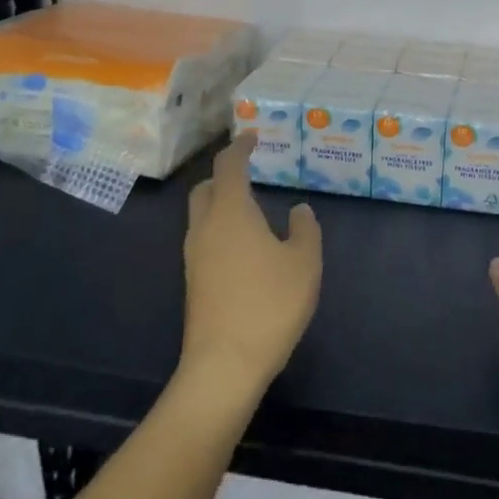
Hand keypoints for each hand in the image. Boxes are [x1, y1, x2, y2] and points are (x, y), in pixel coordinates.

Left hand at [180, 134, 321, 400]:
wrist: (225, 363)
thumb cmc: (270, 303)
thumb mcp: (304, 263)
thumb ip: (305, 229)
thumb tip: (299, 210)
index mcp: (231, 212)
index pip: (229, 166)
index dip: (240, 147)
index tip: (253, 136)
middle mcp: (205, 227)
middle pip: (206, 187)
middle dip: (224, 174)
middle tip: (250, 172)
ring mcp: (194, 255)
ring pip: (201, 214)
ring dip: (220, 202)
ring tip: (251, 207)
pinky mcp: (193, 280)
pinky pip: (204, 237)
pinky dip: (220, 227)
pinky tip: (244, 244)